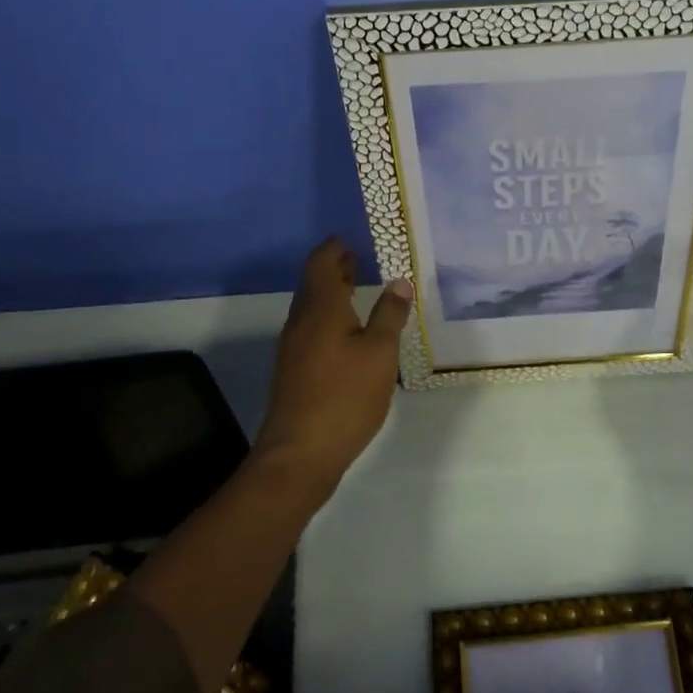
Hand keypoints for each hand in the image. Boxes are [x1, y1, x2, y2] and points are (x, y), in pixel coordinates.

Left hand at [255, 238, 413, 497]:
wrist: (299, 453)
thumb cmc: (344, 396)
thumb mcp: (379, 353)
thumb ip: (389, 315)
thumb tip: (400, 282)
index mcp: (321, 309)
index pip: (321, 263)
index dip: (334, 248)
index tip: (350, 239)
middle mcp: (301, 321)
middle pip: (313, 283)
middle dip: (333, 267)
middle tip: (356, 257)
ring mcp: (293, 347)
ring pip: (311, 307)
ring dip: (330, 292)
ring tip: (355, 288)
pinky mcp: (294, 370)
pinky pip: (310, 327)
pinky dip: (328, 315)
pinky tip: (346, 331)